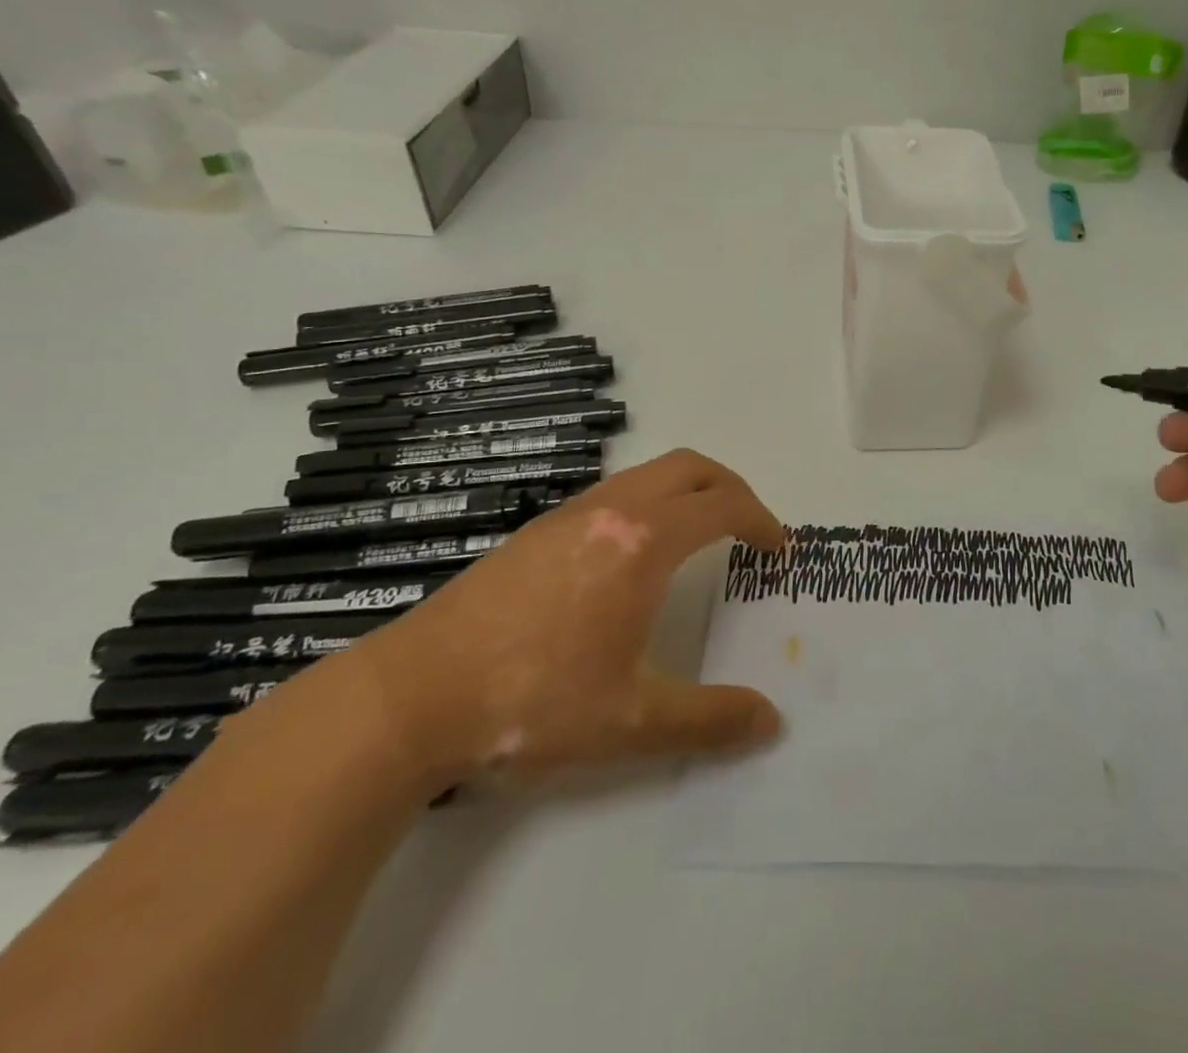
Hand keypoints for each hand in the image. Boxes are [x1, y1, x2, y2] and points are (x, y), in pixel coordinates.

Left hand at [348, 449, 786, 786]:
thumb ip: (709, 719)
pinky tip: (633, 558)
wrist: (409, 699)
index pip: (723, 506)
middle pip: (689, 467)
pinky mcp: (536, 531)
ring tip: (699, 538)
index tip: (778, 550)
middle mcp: (610, 511)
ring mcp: (567, 515)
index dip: (762, 521)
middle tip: (749, 527)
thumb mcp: (630, 721)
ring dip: (687, 492)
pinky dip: (649, 503)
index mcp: (642, 542)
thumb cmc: (531, 703)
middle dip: (732, 487)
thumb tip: (771, 721)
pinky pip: (614, 492)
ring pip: (647, 474)